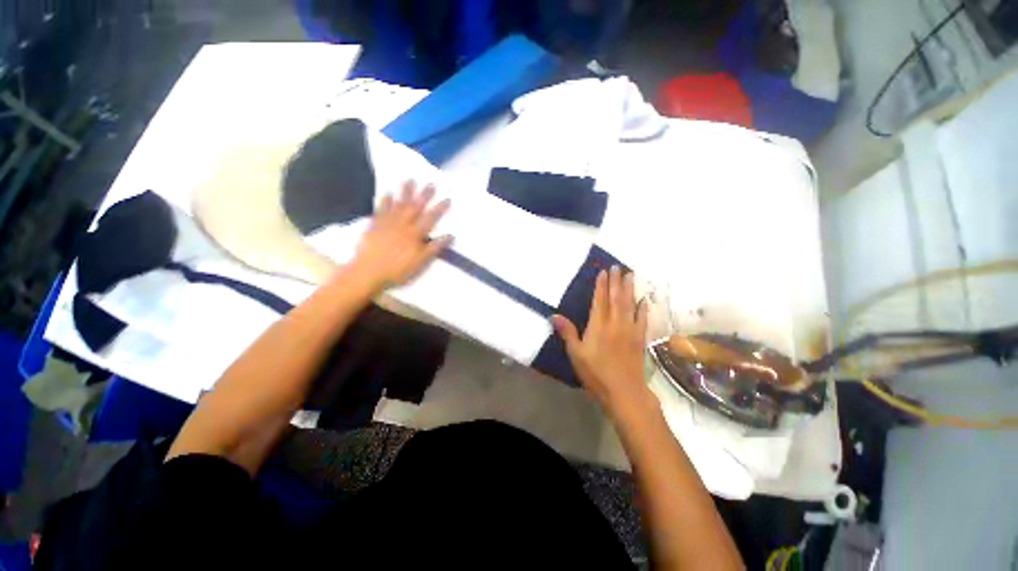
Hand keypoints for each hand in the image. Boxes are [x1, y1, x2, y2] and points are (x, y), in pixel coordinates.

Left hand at [350, 180, 451, 291]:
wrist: (368, 272)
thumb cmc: (397, 271)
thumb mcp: (420, 263)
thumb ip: (434, 248)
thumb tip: (450, 235)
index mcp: (415, 235)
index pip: (430, 218)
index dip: (439, 208)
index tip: (447, 198)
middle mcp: (402, 225)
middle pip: (415, 207)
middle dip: (424, 195)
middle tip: (431, 183)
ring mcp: (387, 223)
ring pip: (398, 204)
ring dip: (405, 192)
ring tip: (410, 180)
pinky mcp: (374, 225)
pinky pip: (380, 209)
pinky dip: (385, 201)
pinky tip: (387, 193)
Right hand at [553, 266, 653, 417]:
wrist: (623, 391)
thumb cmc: (595, 373)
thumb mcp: (576, 354)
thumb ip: (567, 333)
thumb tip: (554, 315)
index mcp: (598, 326)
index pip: (600, 300)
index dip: (601, 285)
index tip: (603, 272)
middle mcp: (615, 323)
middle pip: (616, 298)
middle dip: (616, 281)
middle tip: (618, 267)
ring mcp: (629, 330)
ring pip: (630, 305)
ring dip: (629, 289)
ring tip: (630, 275)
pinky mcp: (639, 339)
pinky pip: (642, 320)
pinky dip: (642, 309)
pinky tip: (643, 301)